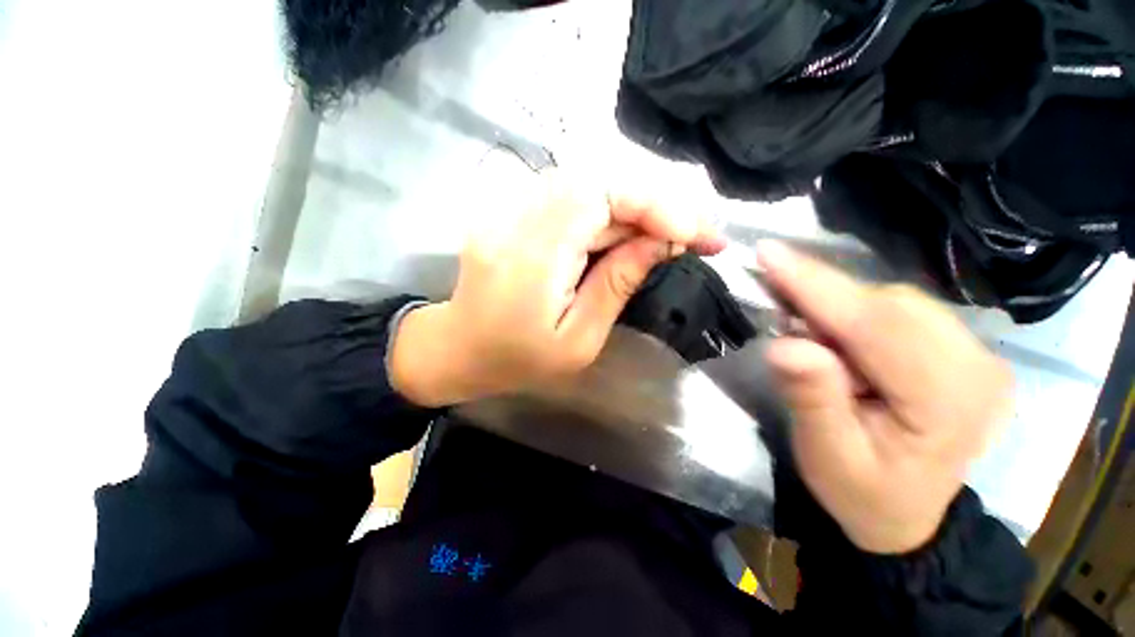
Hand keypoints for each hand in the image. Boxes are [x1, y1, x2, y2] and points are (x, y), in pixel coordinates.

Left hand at [391, 175, 724, 406]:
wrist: (459, 349)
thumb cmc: (519, 361)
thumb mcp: (578, 341)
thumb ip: (616, 286)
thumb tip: (660, 243)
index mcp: (531, 259)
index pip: (598, 198)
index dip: (653, 204)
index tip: (695, 232)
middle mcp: (515, 220)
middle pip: (595, 183)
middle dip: (652, 203)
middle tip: (691, 233)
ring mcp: (507, 210)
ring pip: (584, 184)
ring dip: (632, 205)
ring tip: (666, 234)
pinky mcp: (509, 211)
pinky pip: (567, 195)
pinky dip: (606, 208)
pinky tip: (625, 231)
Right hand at [757, 241, 1012, 553]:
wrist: (906, 514)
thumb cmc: (862, 493)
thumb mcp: (827, 456)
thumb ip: (812, 399)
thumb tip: (786, 344)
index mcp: (950, 404)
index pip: (878, 327)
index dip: (817, 286)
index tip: (768, 252)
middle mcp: (977, 366)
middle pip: (888, 304)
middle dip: (822, 298)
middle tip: (776, 313)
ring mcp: (976, 354)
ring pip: (892, 300)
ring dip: (836, 306)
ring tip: (804, 334)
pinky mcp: (960, 348)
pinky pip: (899, 309)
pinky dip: (854, 311)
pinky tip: (833, 335)